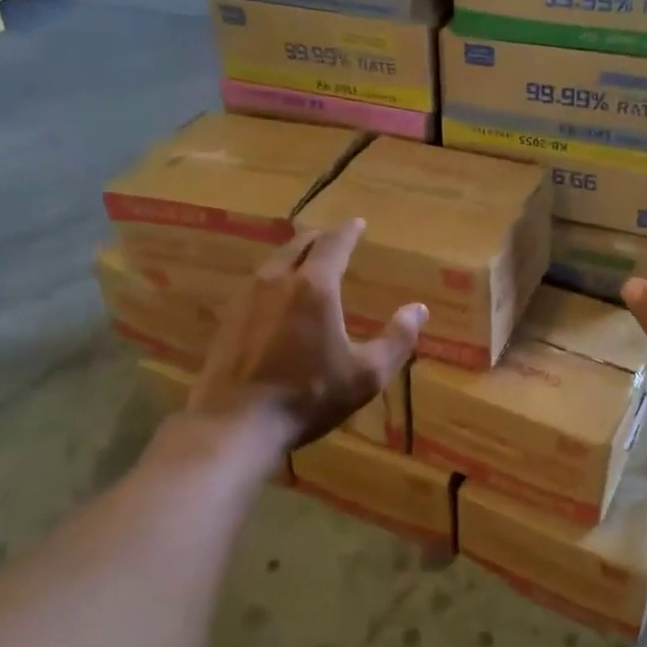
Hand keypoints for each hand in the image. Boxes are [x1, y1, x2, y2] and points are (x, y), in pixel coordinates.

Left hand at [186, 220, 425, 449]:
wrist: (236, 423)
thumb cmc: (308, 396)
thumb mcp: (366, 374)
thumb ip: (397, 339)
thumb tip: (419, 309)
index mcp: (314, 286)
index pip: (334, 244)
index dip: (349, 231)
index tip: (358, 223)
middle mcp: (278, 281)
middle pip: (298, 245)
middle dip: (319, 238)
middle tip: (332, 238)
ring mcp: (247, 298)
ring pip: (274, 262)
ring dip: (293, 255)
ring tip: (305, 261)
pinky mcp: (228, 319)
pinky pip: (256, 285)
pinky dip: (273, 279)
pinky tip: (275, 297)